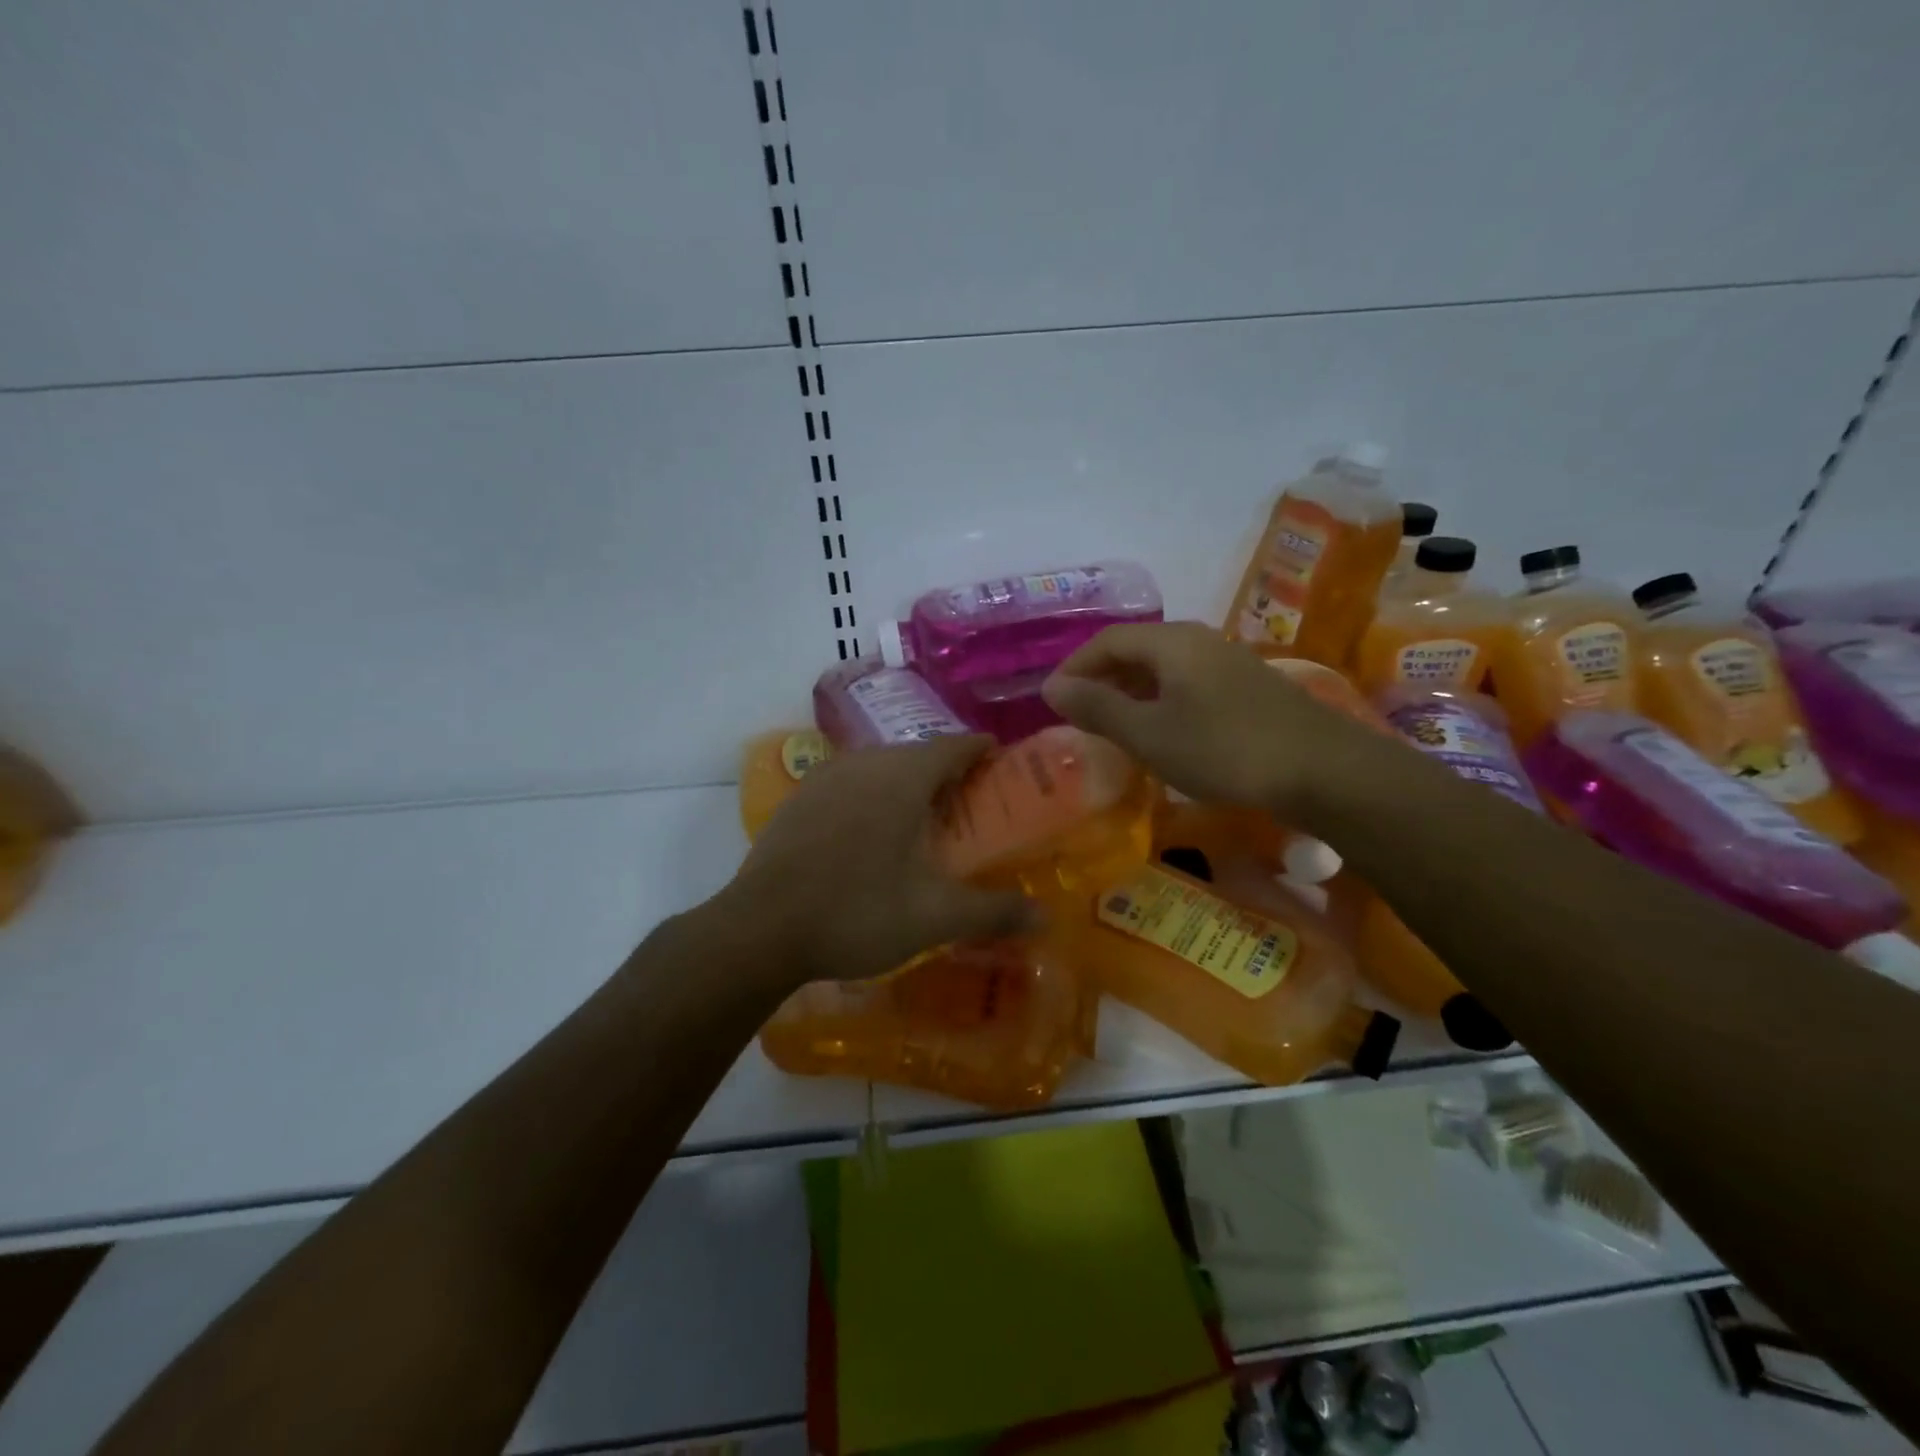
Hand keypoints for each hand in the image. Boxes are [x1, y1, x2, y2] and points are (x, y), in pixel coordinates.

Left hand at [723, 735, 1040, 985]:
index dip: (982, 750)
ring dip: (906, 781)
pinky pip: (848, 783)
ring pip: (879, 766)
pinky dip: (870, 795)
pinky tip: (869, 831)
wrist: (761, 928)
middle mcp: (865, 763)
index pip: (955, 745)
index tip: (1001, 760)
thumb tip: (1047, 919)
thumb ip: (994, 912)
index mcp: (903, 776)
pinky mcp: (798, 799)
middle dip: (947, 770)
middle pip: (917, 754)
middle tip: (968, 801)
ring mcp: (825, 777)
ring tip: (922, 815)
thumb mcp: (935, 916)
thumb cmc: (857, 911)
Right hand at [1041, 622, 1379, 820]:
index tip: (1054, 701)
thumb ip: (1098, 709)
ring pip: (1163, 668)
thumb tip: (1052, 688)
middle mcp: (1198, 639)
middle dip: (1102, 679)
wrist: (1323, 770)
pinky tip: (1162, 732)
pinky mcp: (1247, 686)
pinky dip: (1161, 701)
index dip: (1075, 667)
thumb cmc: (1224, 749)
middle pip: (1136, 649)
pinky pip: (1188, 683)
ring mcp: (1227, 661)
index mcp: (1171, 642)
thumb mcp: (1149, 734)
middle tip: (1079, 716)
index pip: (1107, 641)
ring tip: (1113, 727)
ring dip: (1131, 692)